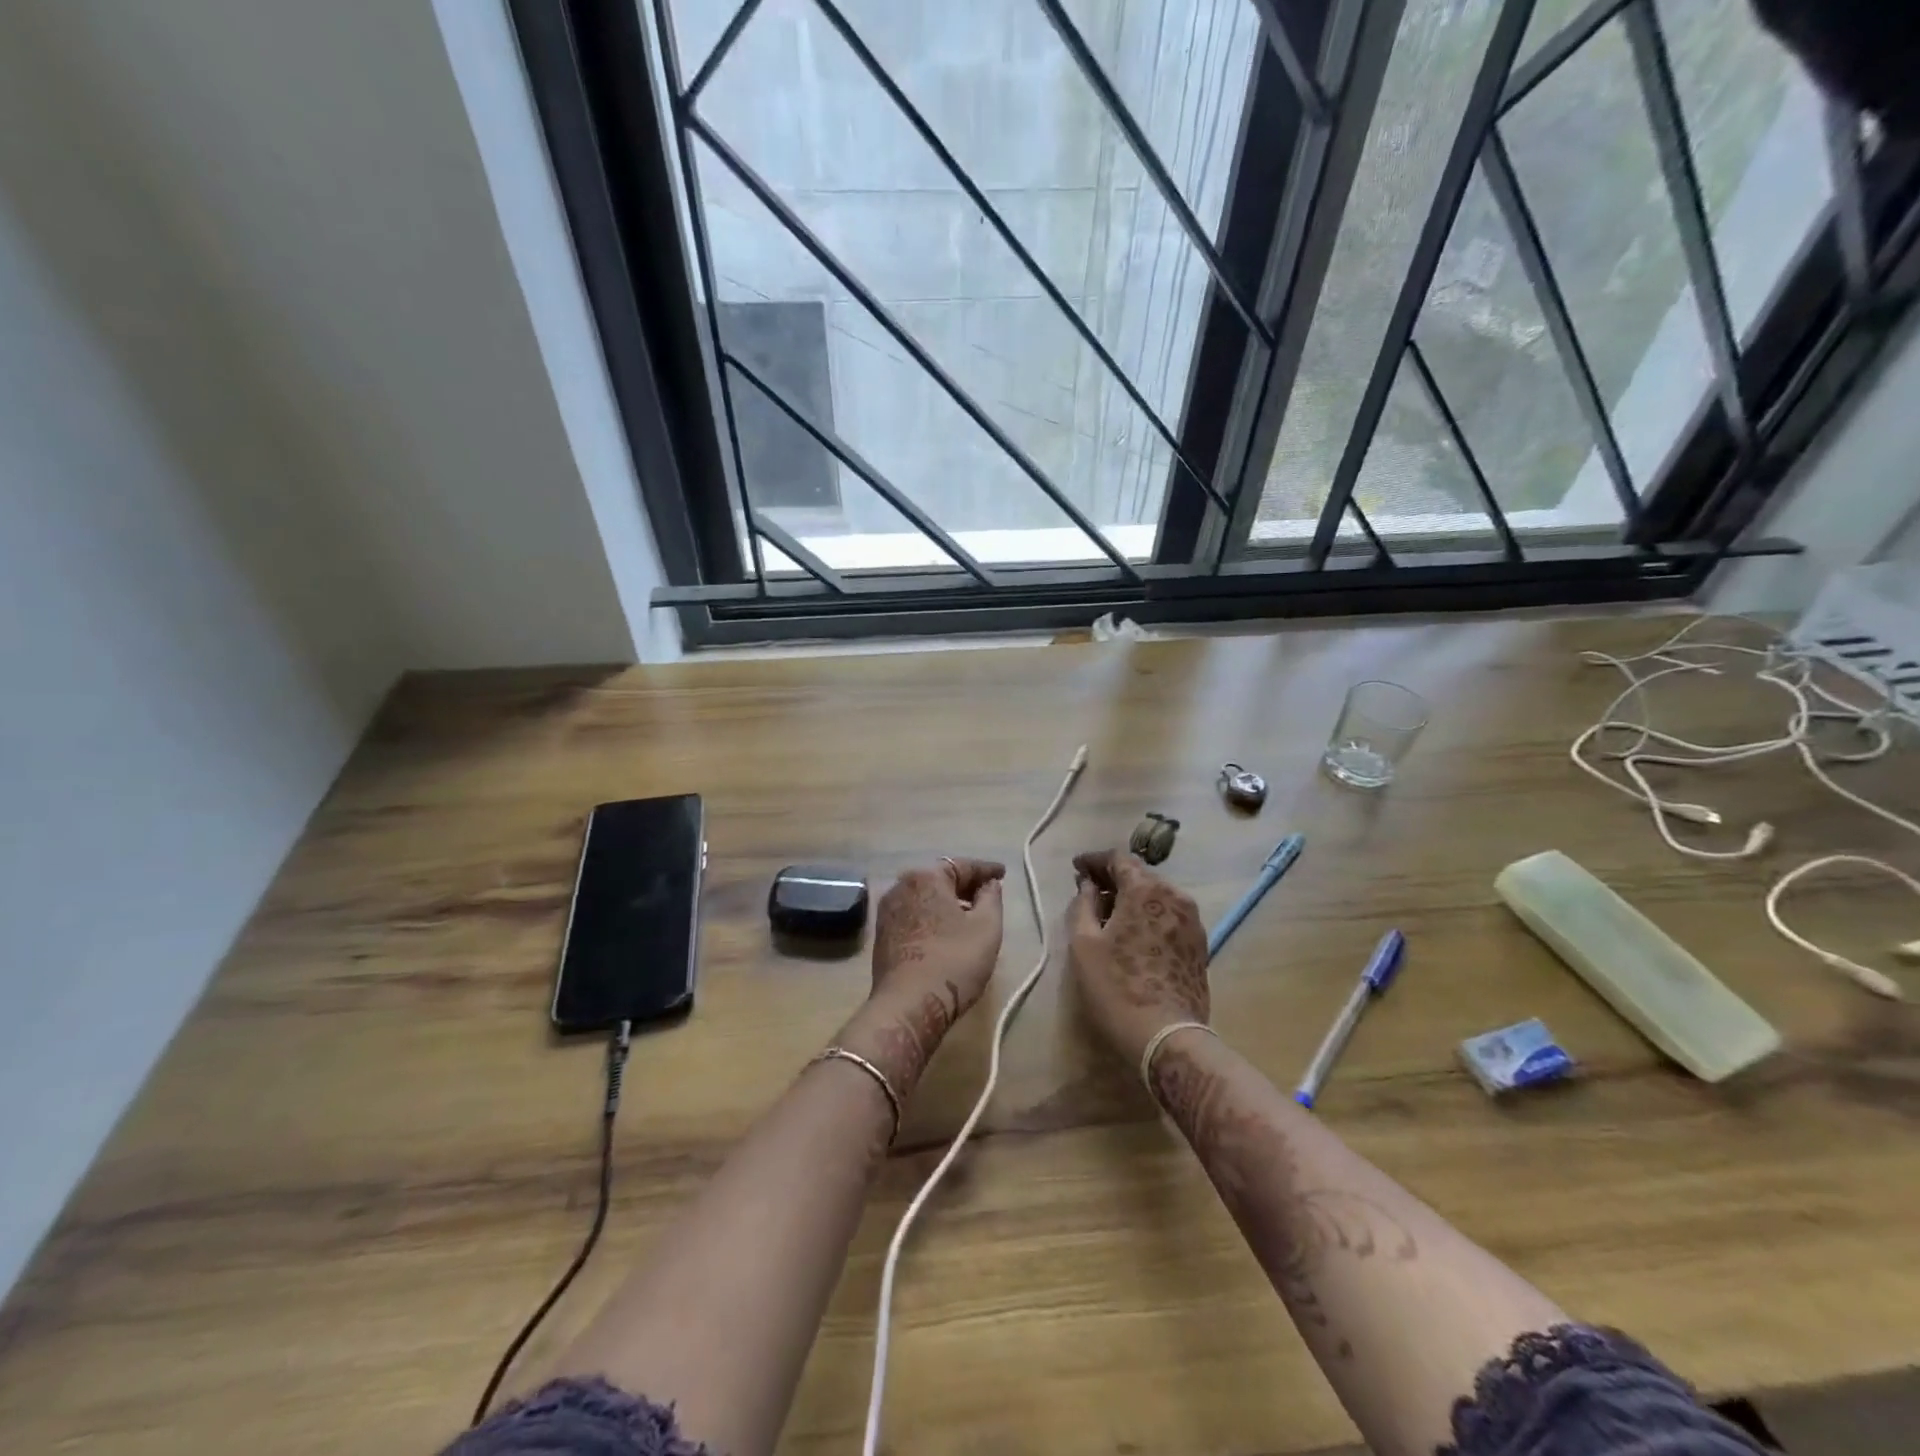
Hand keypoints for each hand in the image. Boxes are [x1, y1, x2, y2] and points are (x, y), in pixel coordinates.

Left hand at [841, 859, 1006, 1091]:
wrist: (908, 1006)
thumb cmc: (954, 961)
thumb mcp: (986, 927)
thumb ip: (991, 898)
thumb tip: (989, 884)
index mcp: (926, 877)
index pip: (962, 865)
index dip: (986, 870)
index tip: (1003, 874)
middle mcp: (901, 886)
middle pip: (940, 878)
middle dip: (965, 885)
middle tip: (987, 893)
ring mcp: (887, 911)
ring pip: (925, 897)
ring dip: (947, 902)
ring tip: (969, 913)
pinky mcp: (882, 934)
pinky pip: (914, 914)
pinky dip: (932, 916)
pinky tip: (946, 931)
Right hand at [1067, 848, 1209, 1065]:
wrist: (1168, 1037)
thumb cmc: (1117, 987)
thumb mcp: (1083, 943)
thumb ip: (1083, 904)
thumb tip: (1089, 886)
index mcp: (1146, 890)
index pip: (1118, 858)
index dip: (1094, 860)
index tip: (1077, 869)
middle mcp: (1176, 896)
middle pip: (1140, 875)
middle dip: (1113, 878)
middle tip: (1089, 891)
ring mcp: (1192, 921)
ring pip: (1157, 896)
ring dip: (1132, 897)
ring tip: (1108, 914)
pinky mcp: (1199, 944)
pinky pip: (1168, 916)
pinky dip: (1148, 915)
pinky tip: (1132, 933)